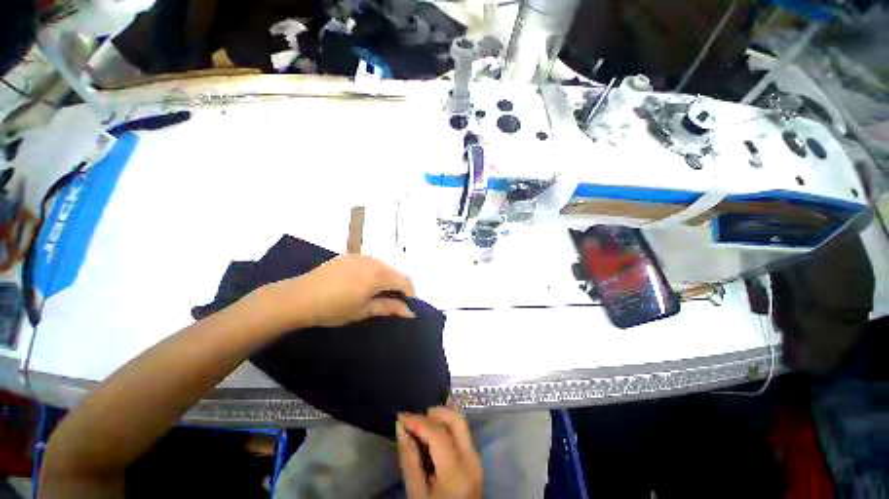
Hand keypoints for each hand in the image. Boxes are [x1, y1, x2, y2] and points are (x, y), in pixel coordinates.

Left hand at [265, 255, 415, 328]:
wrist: (299, 297)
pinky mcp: (349, 255)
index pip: (404, 280)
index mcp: (378, 276)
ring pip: (383, 265)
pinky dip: (374, 271)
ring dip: (387, 277)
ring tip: (378, 291)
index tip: (409, 304)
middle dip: (399, 284)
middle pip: (395, 271)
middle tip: (393, 300)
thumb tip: (409, 312)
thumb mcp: (363, 311)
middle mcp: (372, 262)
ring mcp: (360, 256)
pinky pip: (369, 261)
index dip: (410, 292)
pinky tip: (363, 282)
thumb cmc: (333, 308)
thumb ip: (389, 307)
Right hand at [397, 407, 482, 498]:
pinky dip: (448, 425)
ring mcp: (476, 459)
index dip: (418, 421)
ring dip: (442, 416)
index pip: (438, 434)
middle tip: (416, 415)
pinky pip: (463, 433)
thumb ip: (409, 460)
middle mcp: (471, 459)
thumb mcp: (416, 495)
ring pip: (461, 424)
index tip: (401, 415)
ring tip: (423, 419)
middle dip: (436, 412)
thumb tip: (401, 427)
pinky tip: (435, 427)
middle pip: (457, 420)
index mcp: (456, 472)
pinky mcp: (475, 460)